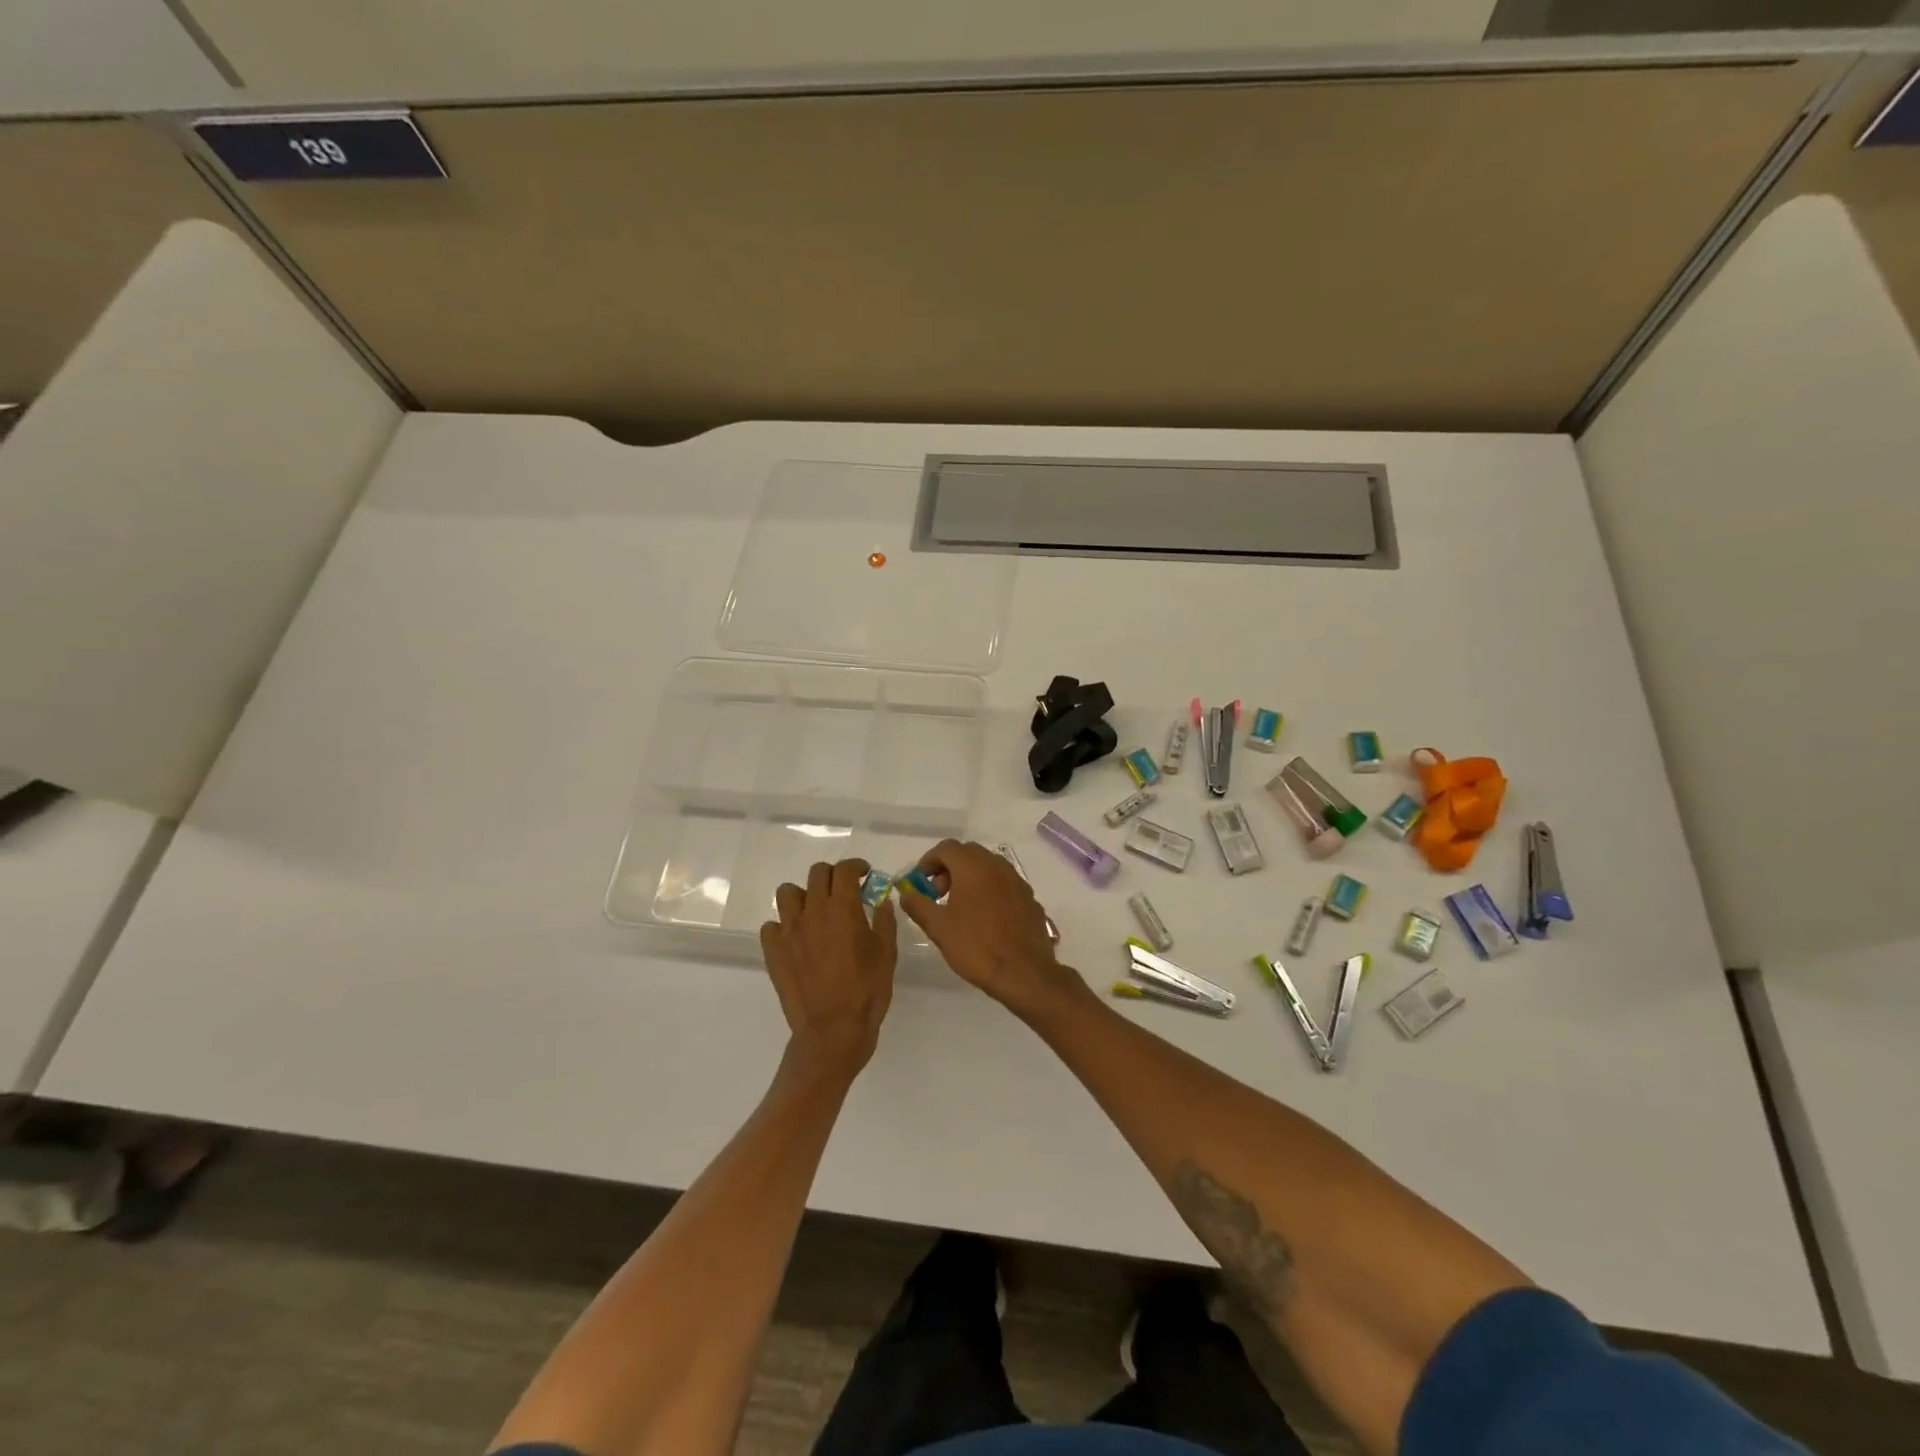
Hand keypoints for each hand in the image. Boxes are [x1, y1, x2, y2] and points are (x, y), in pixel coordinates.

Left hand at [760, 859, 897, 1078]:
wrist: (833, 1030)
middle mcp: (813, 911)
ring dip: (804, 896)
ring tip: (816, 912)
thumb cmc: (867, 990)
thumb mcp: (887, 953)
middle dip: (833, 876)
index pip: (845, 870)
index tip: (865, 875)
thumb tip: (881, 900)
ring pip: (788, 893)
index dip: (856, 867)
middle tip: (844, 892)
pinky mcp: (773, 951)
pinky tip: (797, 939)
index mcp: (843, 907)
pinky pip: (771, 926)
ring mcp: (789, 930)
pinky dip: (783, 927)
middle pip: (817, 874)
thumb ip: (884, 920)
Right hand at [896, 840, 1088, 1018]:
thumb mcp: (938, 927)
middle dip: (948, 868)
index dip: (928, 862)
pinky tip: (985, 916)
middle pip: (968, 853)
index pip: (946, 848)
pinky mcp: (1029, 897)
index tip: (920, 882)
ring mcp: (1017, 880)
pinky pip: (1004, 883)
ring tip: (960, 906)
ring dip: (970, 877)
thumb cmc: (976, 946)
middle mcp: (997, 865)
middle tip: (938, 893)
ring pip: (988, 866)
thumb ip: (918, 904)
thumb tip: (905, 892)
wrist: (1024, 971)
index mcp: (973, 867)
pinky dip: (989, 889)